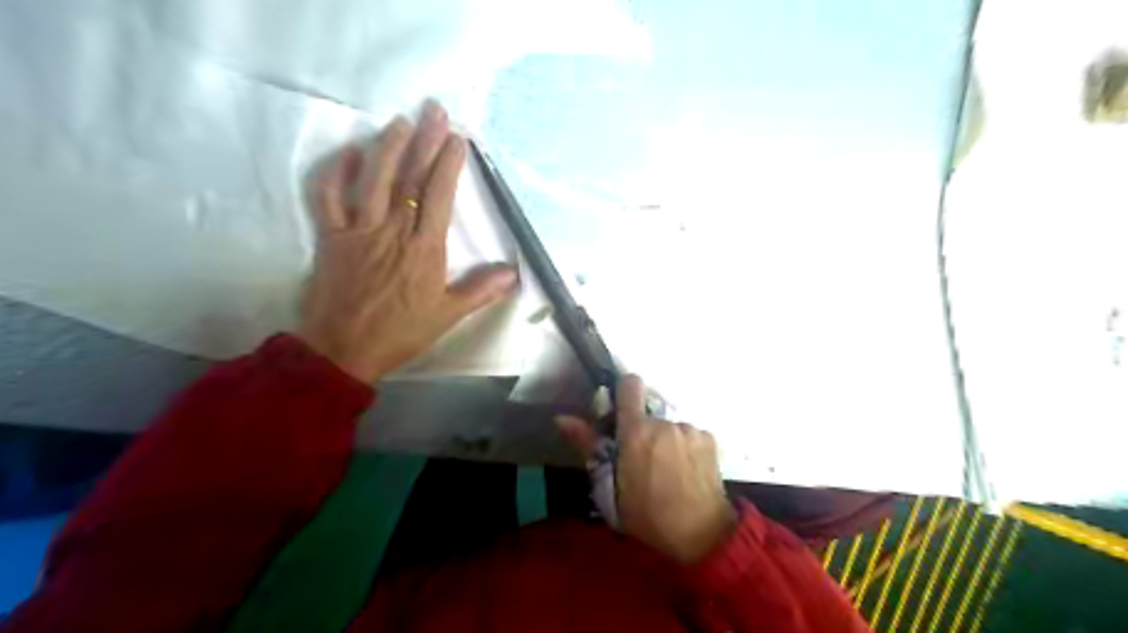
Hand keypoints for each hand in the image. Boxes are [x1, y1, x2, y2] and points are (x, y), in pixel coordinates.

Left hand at [294, 103, 514, 381]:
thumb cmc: (400, 332)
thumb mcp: (447, 315)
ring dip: (386, 147)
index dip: (448, 164)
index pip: (438, 196)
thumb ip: (479, 291)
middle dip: (424, 141)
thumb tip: (513, 274)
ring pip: (372, 179)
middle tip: (434, 111)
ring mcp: (359, 230)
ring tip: (399, 122)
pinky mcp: (332, 237)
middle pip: (410, 178)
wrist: (344, 350)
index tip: (456, 139)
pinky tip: (348, 154)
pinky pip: (329, 198)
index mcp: (425, 249)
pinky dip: (336, 173)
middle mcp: (393, 231)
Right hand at [556, 377, 735, 562]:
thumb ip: (588, 446)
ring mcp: (689, 429)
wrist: (701, 534)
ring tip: (668, 470)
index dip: (624, 391)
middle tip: (643, 458)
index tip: (620, 411)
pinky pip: (690, 434)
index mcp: (636, 430)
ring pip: (670, 425)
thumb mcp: (609, 486)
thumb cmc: (648, 514)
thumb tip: (562, 418)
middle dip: (644, 429)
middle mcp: (664, 422)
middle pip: (649, 412)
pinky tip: (687, 472)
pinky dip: (686, 447)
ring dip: (666, 440)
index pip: (630, 384)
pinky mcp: (709, 439)